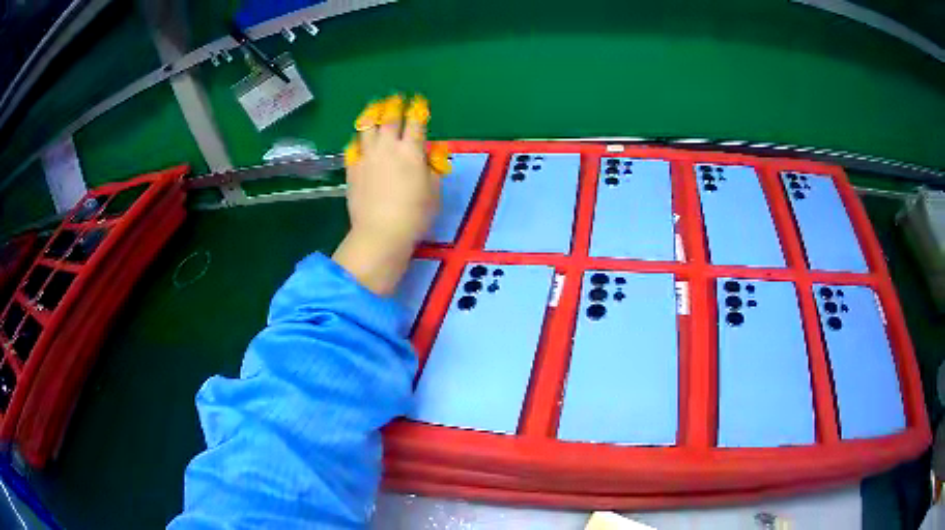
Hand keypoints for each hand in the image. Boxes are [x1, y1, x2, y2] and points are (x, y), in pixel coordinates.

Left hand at [332, 95, 442, 295]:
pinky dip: (356, 140)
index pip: (415, 122)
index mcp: (411, 151)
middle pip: (388, 119)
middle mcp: (387, 148)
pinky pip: (352, 148)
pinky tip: (358, 139)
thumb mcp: (434, 191)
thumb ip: (434, 168)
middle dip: (393, 106)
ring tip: (373, 108)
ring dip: (371, 115)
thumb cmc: (414, 214)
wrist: (380, 233)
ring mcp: (366, 157)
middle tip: (395, 98)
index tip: (418, 101)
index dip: (417, 109)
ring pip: (367, 128)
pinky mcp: (352, 170)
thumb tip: (432, 152)